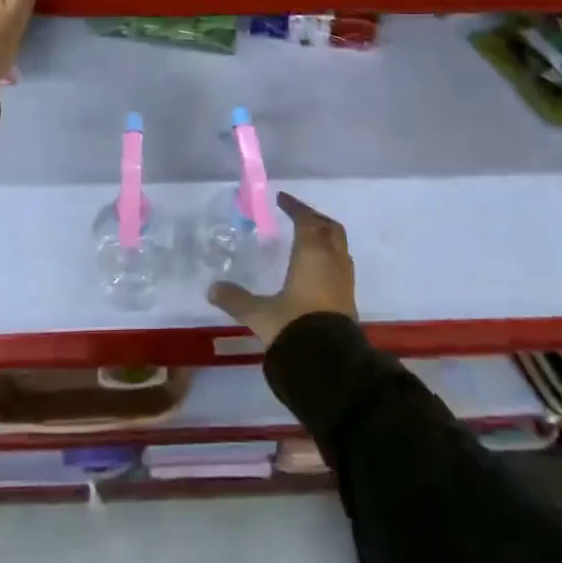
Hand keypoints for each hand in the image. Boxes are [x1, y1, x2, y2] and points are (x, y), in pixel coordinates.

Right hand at [207, 192, 357, 346]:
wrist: (330, 363)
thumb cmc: (294, 326)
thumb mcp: (260, 313)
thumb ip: (236, 299)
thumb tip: (212, 289)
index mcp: (312, 253)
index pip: (306, 220)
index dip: (294, 207)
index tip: (282, 199)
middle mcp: (333, 260)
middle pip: (329, 228)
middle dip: (315, 218)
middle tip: (298, 216)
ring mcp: (345, 280)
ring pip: (339, 246)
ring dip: (326, 237)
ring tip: (309, 240)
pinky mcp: (350, 299)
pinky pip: (342, 266)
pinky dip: (330, 258)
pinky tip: (317, 270)